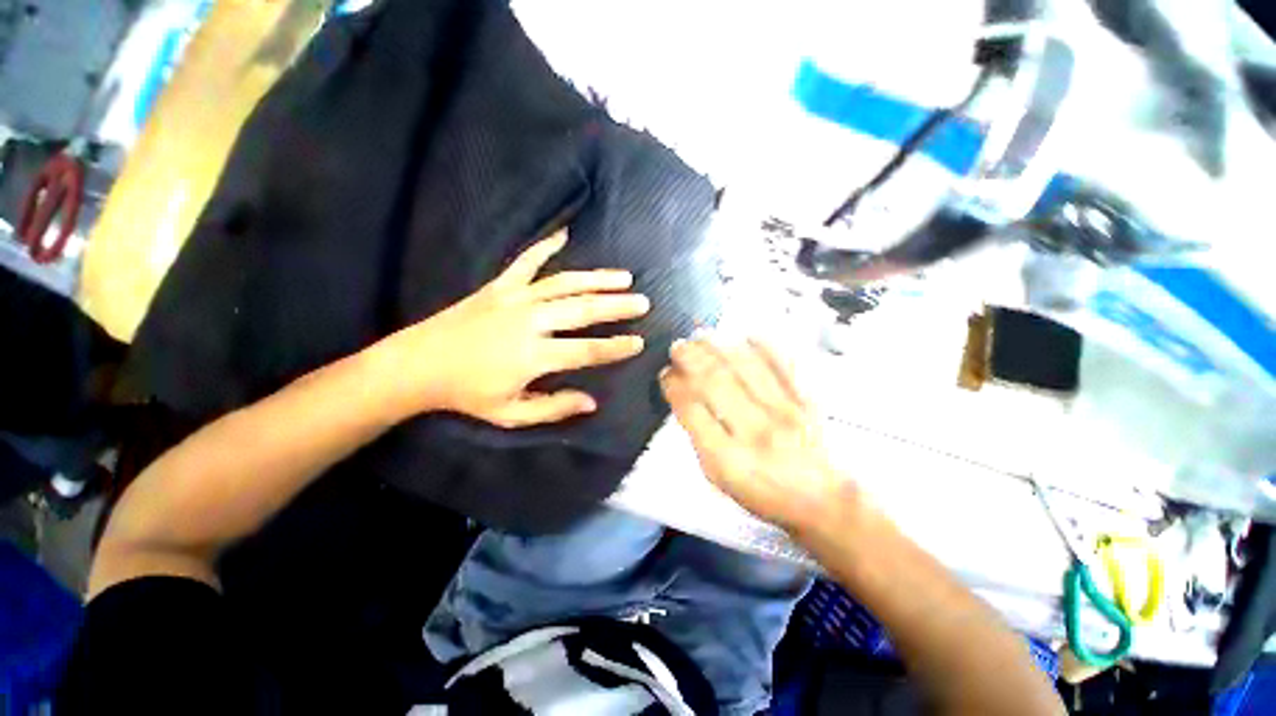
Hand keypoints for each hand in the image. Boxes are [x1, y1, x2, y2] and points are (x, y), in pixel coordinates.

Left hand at [374, 230, 648, 427]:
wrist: (424, 363)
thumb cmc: (467, 393)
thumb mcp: (509, 412)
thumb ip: (552, 408)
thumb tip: (591, 402)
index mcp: (534, 356)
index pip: (587, 350)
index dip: (615, 347)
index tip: (639, 342)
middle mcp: (530, 321)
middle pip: (583, 309)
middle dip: (616, 306)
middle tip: (643, 302)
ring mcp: (514, 298)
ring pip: (564, 283)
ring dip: (596, 278)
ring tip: (623, 276)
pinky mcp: (499, 286)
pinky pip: (527, 261)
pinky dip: (545, 246)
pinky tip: (564, 234)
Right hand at [659, 338, 857, 534]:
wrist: (818, 498)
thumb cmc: (763, 494)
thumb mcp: (721, 481)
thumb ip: (702, 441)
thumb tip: (686, 399)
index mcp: (727, 459)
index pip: (692, 410)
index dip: (674, 386)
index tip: (666, 374)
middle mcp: (754, 432)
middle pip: (716, 382)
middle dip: (691, 358)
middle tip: (678, 346)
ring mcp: (783, 413)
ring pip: (746, 367)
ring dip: (720, 346)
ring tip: (703, 336)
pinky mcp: (805, 401)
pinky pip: (783, 364)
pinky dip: (764, 346)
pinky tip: (746, 337)